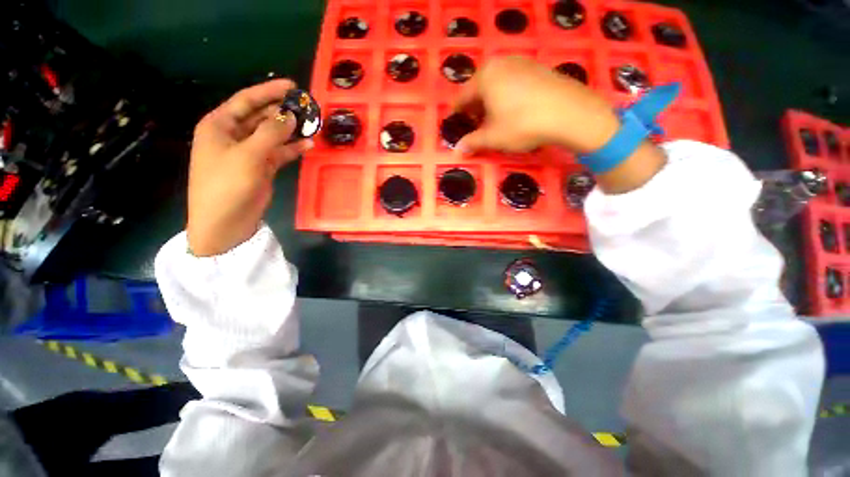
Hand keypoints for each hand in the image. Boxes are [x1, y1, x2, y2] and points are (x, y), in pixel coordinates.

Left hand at [187, 79, 312, 256]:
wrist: (225, 222)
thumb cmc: (227, 185)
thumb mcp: (249, 155)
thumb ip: (271, 133)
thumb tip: (290, 115)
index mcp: (220, 125)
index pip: (247, 100)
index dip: (269, 91)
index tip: (293, 86)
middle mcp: (233, 135)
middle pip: (261, 116)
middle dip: (283, 111)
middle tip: (307, 107)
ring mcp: (248, 152)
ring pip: (273, 135)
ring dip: (291, 130)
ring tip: (312, 125)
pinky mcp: (261, 167)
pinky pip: (279, 152)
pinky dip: (292, 148)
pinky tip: (308, 144)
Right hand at [455, 56, 666, 193]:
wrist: (570, 113)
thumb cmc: (522, 124)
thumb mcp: (493, 137)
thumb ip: (472, 142)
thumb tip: (457, 150)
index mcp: (485, 77)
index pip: (463, 96)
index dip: (457, 112)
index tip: (455, 121)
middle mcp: (501, 63)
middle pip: (479, 87)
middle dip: (475, 107)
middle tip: (476, 124)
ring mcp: (521, 62)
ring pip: (497, 83)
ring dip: (491, 101)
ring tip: (495, 119)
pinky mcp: (538, 67)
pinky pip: (513, 81)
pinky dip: (507, 95)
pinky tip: (514, 110)